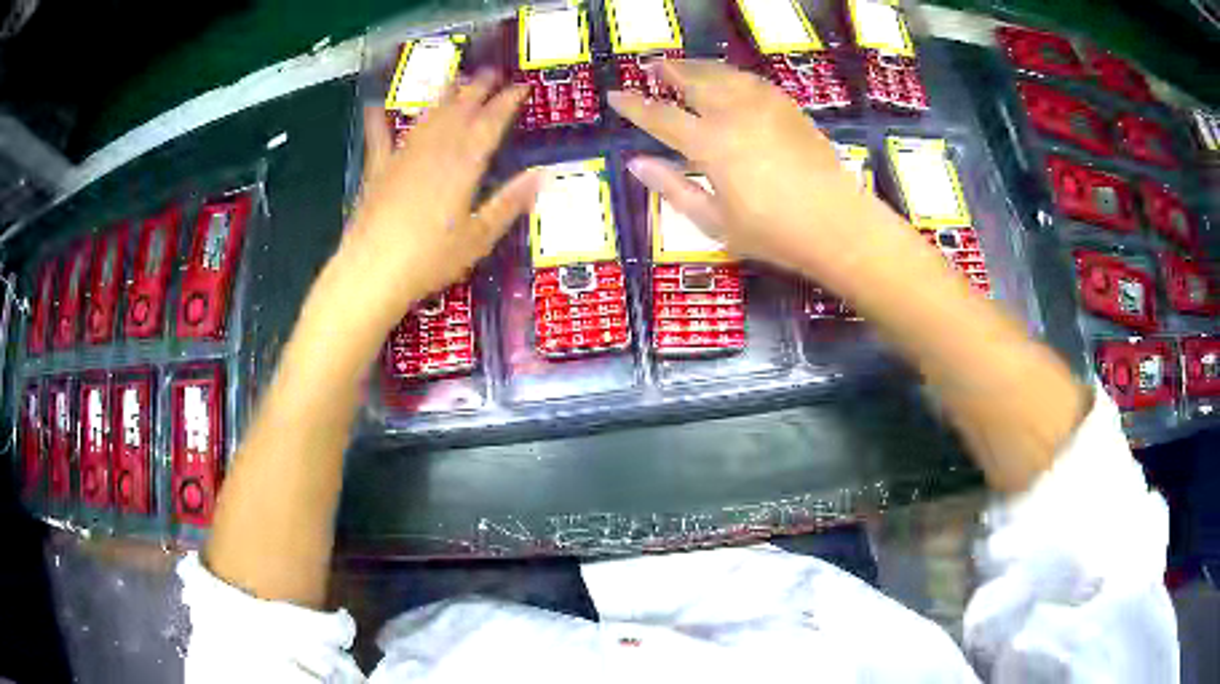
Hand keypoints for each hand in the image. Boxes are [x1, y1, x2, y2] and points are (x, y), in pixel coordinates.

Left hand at [312, 72, 539, 340]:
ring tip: (455, 79)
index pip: (490, 123)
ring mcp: (402, 158)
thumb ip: (509, 203)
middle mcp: (434, 152)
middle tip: (491, 72)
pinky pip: (378, 140)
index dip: (507, 102)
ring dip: (442, 96)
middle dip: (477, 89)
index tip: (521, 87)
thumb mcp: (478, 238)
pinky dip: (377, 122)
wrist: (372, 272)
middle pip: (459, 111)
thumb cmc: (430, 260)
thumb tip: (542, 174)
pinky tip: (375, 107)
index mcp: (463, 166)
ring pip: (427, 118)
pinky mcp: (377, 172)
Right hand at [609, 60, 897, 278]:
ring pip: (724, 74)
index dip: (634, 106)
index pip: (660, 116)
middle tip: (652, 65)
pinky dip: (732, 75)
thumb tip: (638, 163)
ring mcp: (765, 106)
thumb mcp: (715, 223)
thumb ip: (674, 189)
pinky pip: (753, 81)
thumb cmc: (775, 233)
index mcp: (710, 144)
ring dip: (699, 66)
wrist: (839, 226)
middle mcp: (734, 114)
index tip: (616, 96)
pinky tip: (729, 80)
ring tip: (685, 66)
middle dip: (668, 71)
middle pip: (693, 81)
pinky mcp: (789, 108)